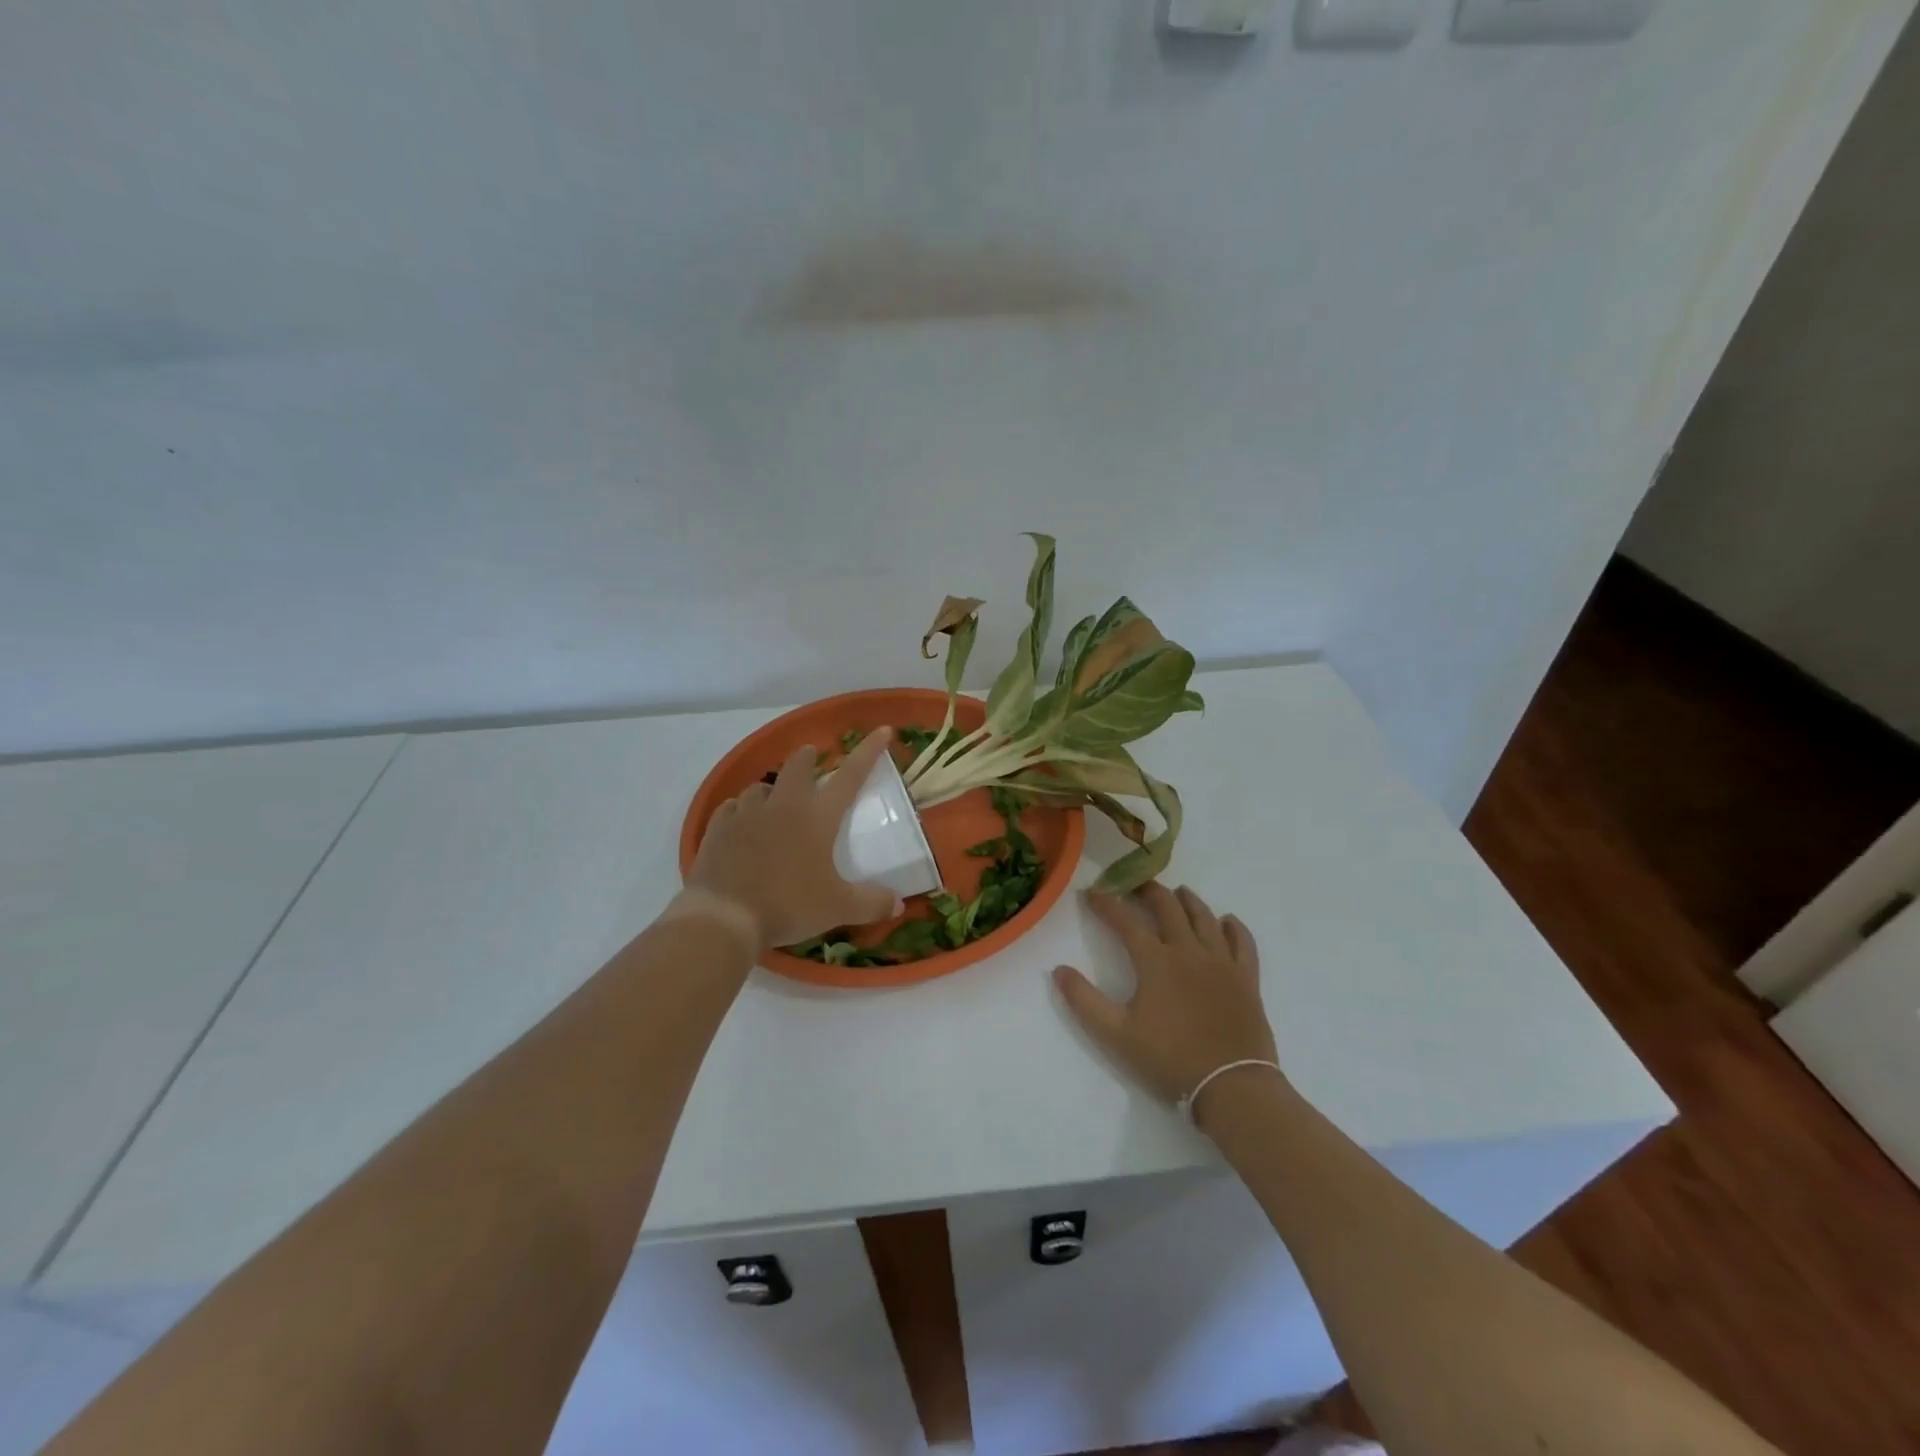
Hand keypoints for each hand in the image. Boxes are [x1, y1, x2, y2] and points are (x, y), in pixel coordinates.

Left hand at [684, 729, 900, 947]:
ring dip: (771, 788)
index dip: (868, 752)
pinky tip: (740, 820)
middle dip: (807, 758)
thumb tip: (899, 905)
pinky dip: (740, 809)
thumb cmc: (788, 905)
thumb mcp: (838, 908)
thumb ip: (871, 903)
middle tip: (812, 758)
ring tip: (774, 798)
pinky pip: (730, 808)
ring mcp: (746, 814)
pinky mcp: (718, 829)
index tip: (882, 730)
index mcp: (817, 817)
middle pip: (796, 767)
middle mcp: (783, 806)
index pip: (850, 776)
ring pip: (760, 787)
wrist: (725, 917)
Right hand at [1054, 884, 1280, 1114]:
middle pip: (1168, 908)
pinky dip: (1234, 927)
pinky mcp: (1247, 979)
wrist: (1231, 1087)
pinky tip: (1227, 921)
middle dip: (1149, 891)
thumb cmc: (1170, 1059)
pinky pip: (1242, 942)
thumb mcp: (1116, 1035)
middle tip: (1136, 883)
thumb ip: (1084, 1000)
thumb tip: (1058, 970)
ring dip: (1188, 900)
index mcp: (1156, 961)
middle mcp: (1188, 951)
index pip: (1126, 921)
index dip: (1106, 904)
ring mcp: (1222, 962)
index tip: (1092, 893)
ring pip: (1205, 918)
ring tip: (1178, 892)